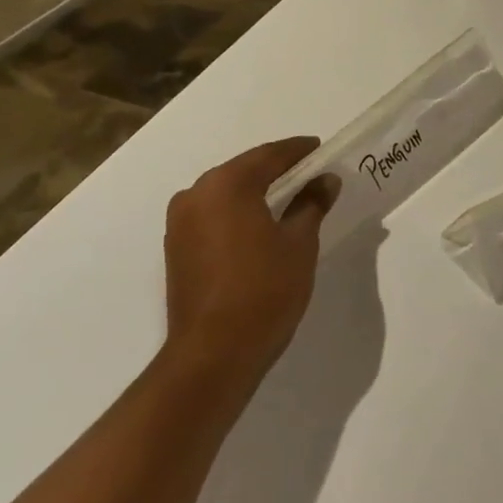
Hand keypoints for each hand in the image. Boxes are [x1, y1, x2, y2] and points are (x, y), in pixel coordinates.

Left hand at [161, 138, 339, 389]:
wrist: (214, 353)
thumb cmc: (264, 290)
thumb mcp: (299, 244)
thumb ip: (311, 204)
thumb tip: (325, 180)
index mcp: (226, 184)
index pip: (269, 155)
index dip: (298, 151)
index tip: (320, 149)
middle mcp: (196, 194)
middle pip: (243, 171)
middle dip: (276, 170)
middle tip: (308, 173)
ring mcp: (180, 222)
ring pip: (225, 194)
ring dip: (254, 192)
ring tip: (288, 199)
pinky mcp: (176, 248)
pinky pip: (212, 216)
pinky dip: (237, 213)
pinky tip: (259, 225)